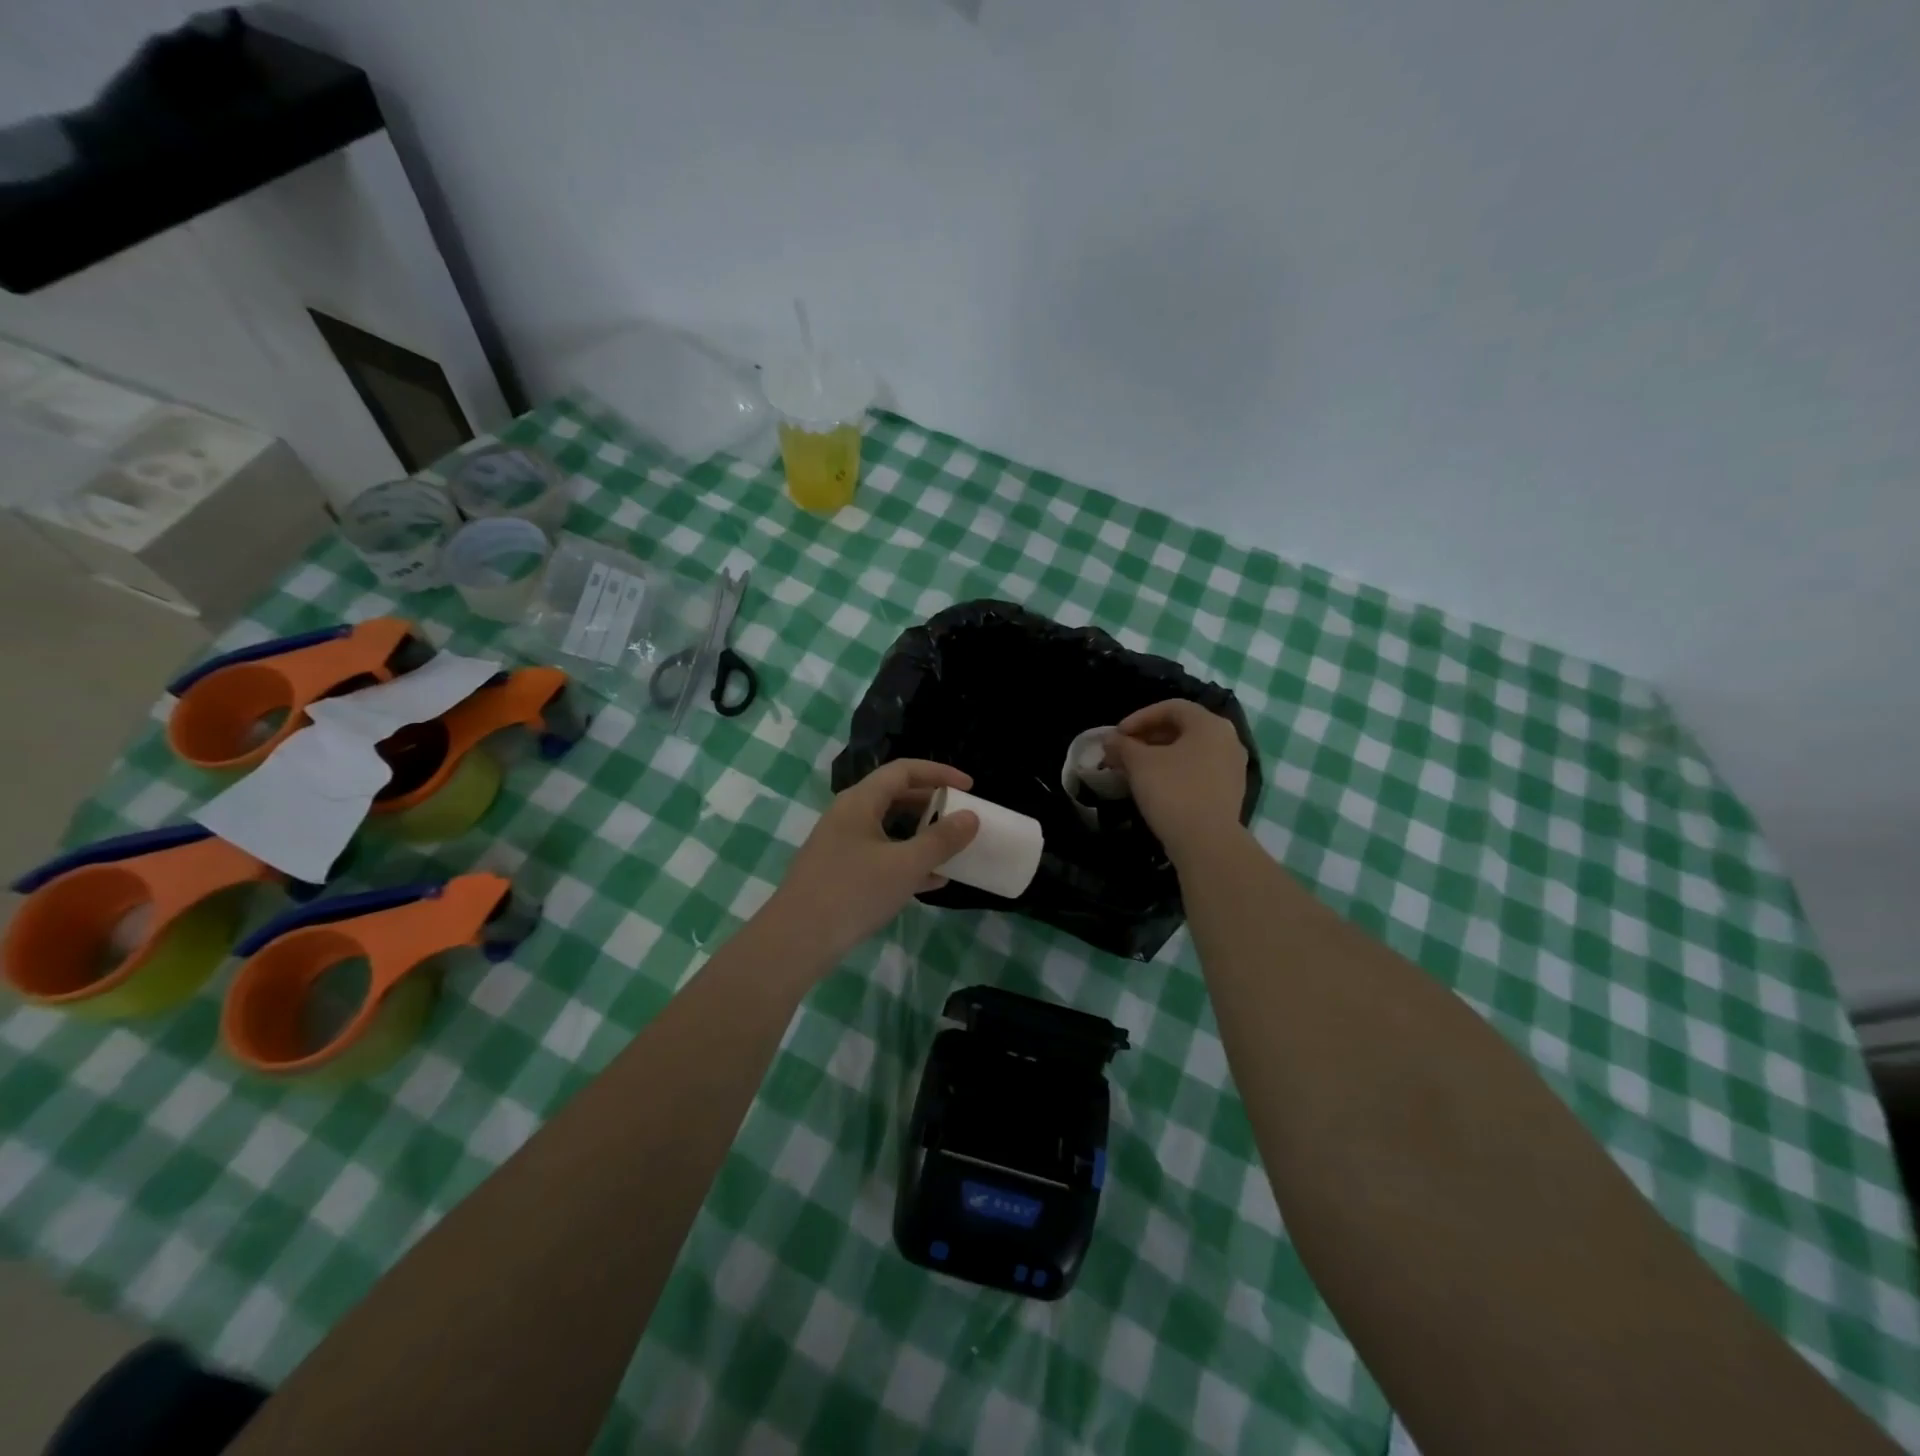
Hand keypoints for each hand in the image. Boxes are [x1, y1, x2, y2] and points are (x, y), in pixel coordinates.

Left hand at [761, 759, 980, 964]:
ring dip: (920, 835)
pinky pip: (880, 855)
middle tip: (960, 816)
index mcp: (860, 801)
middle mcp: (848, 815)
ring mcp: (840, 844)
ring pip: (888, 828)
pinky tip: (931, 882)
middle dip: (931, 804)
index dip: (939, 773)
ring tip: (950, 849)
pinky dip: (906, 860)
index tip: (969, 787)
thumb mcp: (905, 865)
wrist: (796, 941)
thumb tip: (971, 817)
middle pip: (895, 796)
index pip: (904, 770)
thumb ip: (941, 840)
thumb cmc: (853, 892)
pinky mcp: (839, 872)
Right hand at [1107, 699, 1248, 861]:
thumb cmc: (1173, 791)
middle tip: (1122, 753)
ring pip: (1190, 752)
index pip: (1171, 708)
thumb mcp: (1139, 764)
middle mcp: (1228, 740)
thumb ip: (1123, 745)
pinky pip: (1198, 771)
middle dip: (1147, 738)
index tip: (1117, 735)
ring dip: (1159, 756)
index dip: (1139, 717)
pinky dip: (1175, 772)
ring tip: (1134, 770)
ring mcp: (1233, 768)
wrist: (1207, 843)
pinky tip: (1155, 787)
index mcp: (1210, 724)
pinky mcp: (1230, 792)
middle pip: (1182, 729)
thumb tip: (1110, 740)